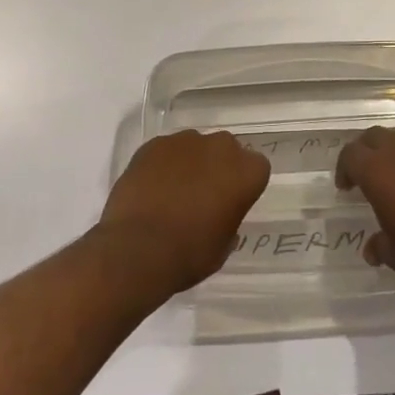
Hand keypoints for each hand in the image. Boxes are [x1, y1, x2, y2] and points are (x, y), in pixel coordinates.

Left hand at [96, 131, 269, 294]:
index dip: (243, 185)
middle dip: (218, 167)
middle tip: (202, 195)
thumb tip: (220, 214)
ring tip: (172, 192)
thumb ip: (229, 221)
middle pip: (226, 150)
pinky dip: (162, 164)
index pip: (256, 168)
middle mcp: (220, 147)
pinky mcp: (154, 143)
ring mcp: (185, 141)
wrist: (138, 249)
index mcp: (246, 172)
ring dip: (190, 163)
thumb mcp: (223, 247)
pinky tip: (151, 188)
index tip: (231, 203)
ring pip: (194, 147)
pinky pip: (165, 150)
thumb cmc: (190, 254)